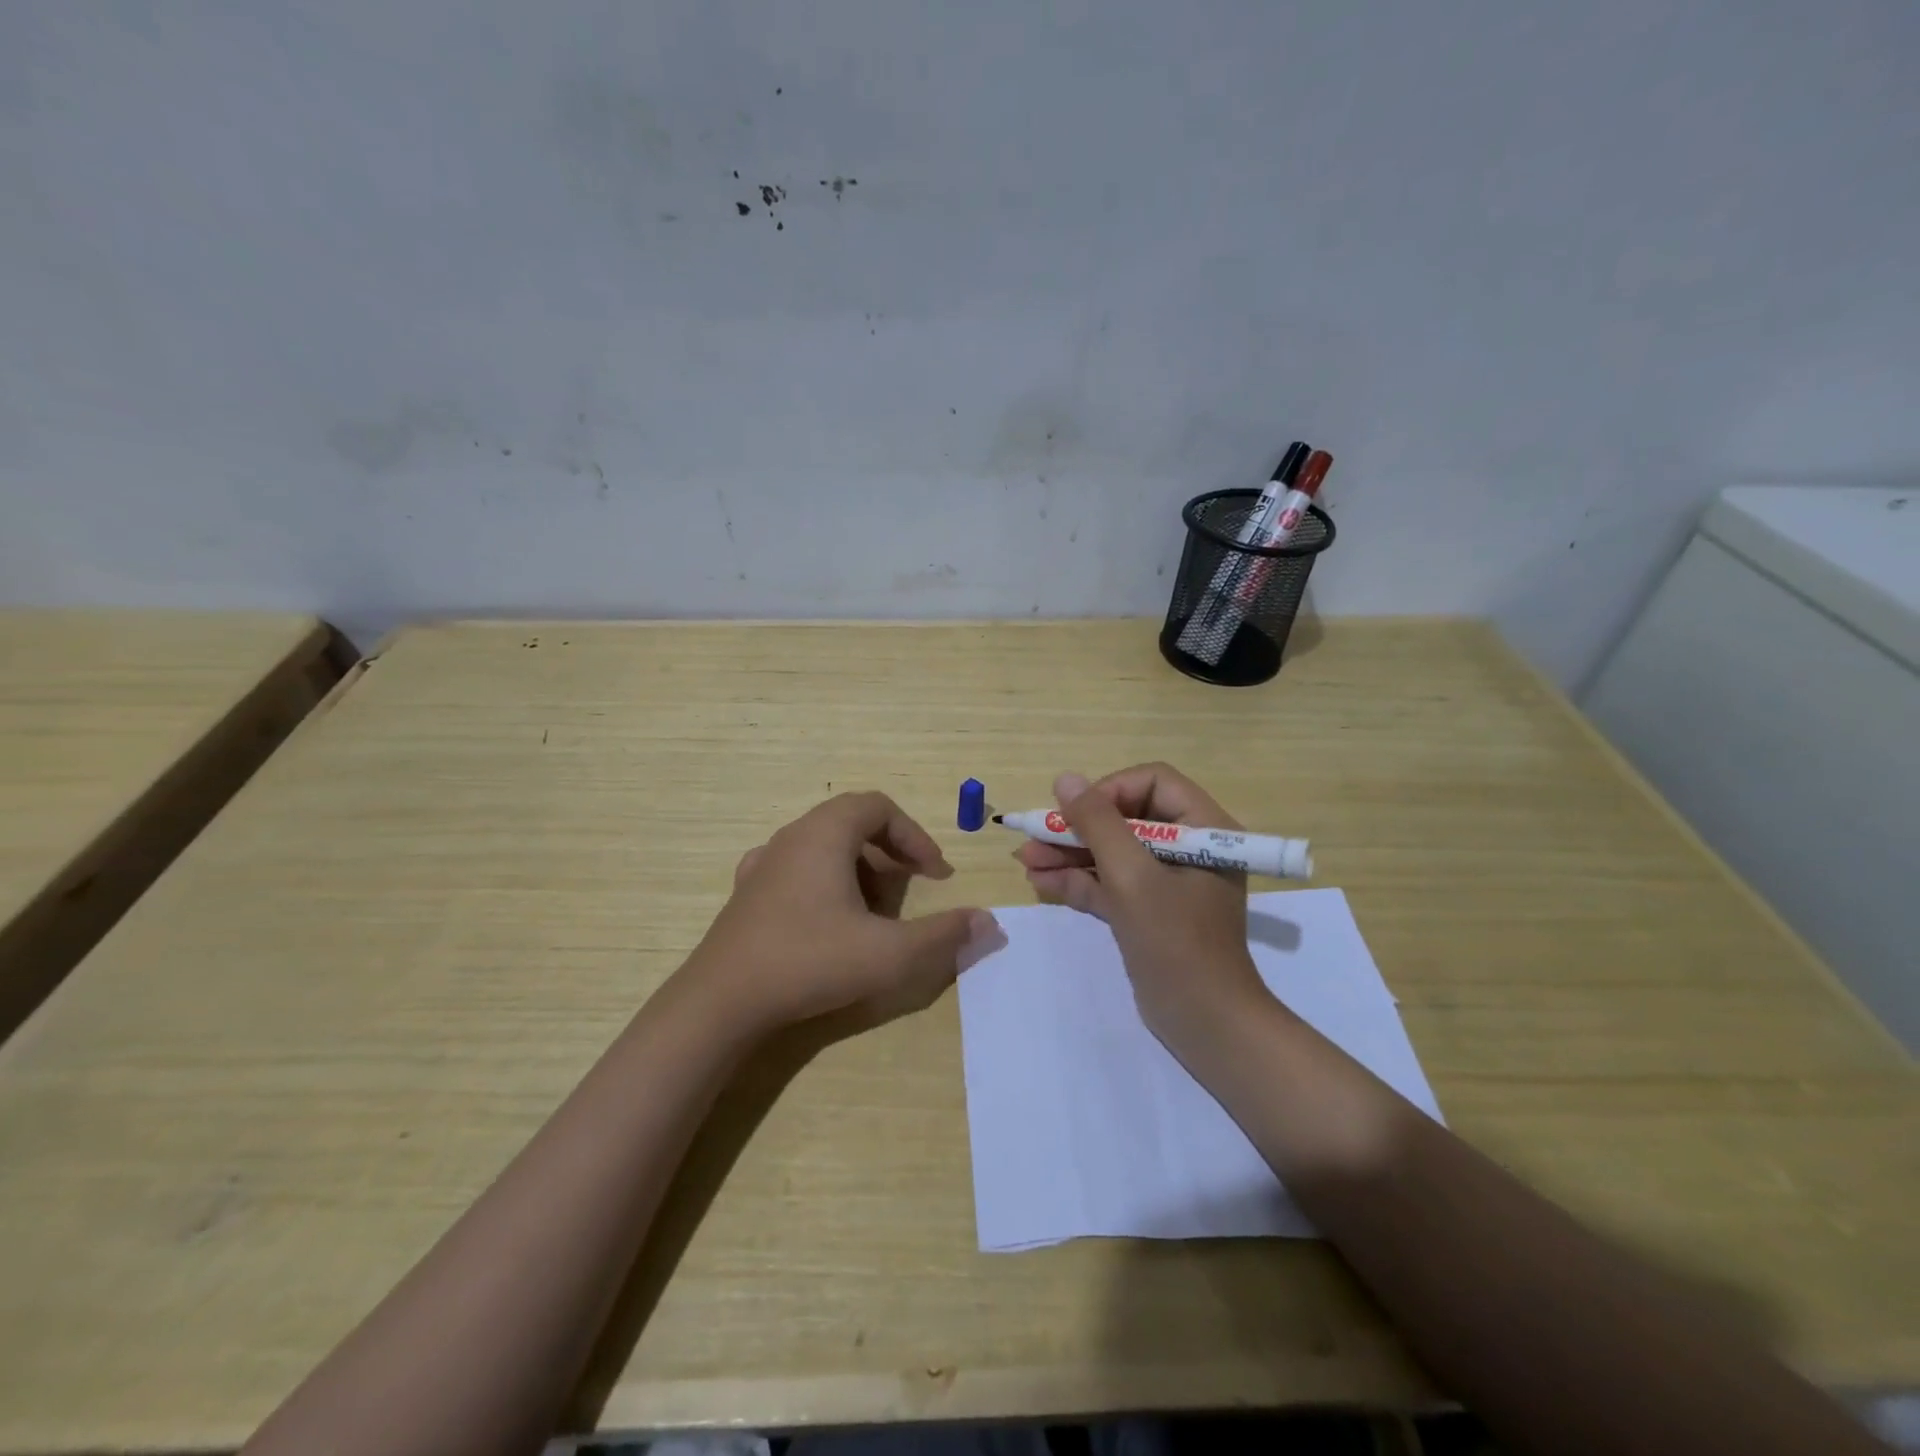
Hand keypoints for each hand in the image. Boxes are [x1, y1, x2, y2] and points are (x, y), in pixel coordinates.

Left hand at [686, 791, 998, 1035]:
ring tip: (872, 912)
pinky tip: (827, 921)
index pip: (879, 807)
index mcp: (824, 834)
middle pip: (852, 823)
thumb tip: (989, 922)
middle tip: (907, 890)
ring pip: (823, 847)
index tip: (935, 874)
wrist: (721, 1002)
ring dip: (857, 869)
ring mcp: (763, 864)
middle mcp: (791, 837)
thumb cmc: (809, 962)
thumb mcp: (889, 953)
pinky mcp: (746, 894)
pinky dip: (824, 884)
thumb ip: (943, 935)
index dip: (914, 835)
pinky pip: (797, 870)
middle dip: (889, 853)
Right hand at [1017, 764, 1272, 1057]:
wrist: (1205, 1024)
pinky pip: (1110, 883)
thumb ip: (1098, 825)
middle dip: (1079, 827)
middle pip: (1126, 817)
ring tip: (1025, 860)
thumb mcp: (1132, 878)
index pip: (1153, 783)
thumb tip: (1066, 779)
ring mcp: (1166, 883)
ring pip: (1113, 852)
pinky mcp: (1148, 912)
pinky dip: (1078, 881)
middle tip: (1035, 835)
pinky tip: (1040, 882)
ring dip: (1070, 854)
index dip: (1110, 791)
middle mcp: (1188, 849)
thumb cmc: (1176, 942)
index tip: (1077, 814)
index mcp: (1203, 829)